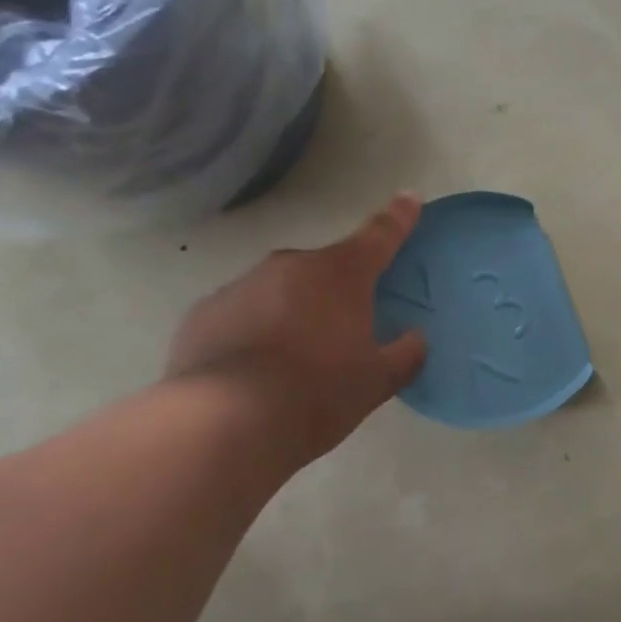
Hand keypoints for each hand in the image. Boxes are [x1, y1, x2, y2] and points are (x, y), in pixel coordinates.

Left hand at [165, 194, 428, 461]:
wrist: (224, 423)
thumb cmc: (316, 394)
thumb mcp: (375, 382)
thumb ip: (404, 355)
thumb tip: (415, 339)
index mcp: (340, 275)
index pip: (378, 237)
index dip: (398, 218)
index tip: (409, 198)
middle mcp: (290, 267)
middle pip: (325, 269)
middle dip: (338, 290)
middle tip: (344, 330)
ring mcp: (242, 286)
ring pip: (281, 291)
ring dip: (294, 312)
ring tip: (294, 361)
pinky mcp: (204, 313)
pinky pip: (243, 313)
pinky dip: (255, 330)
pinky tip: (254, 370)